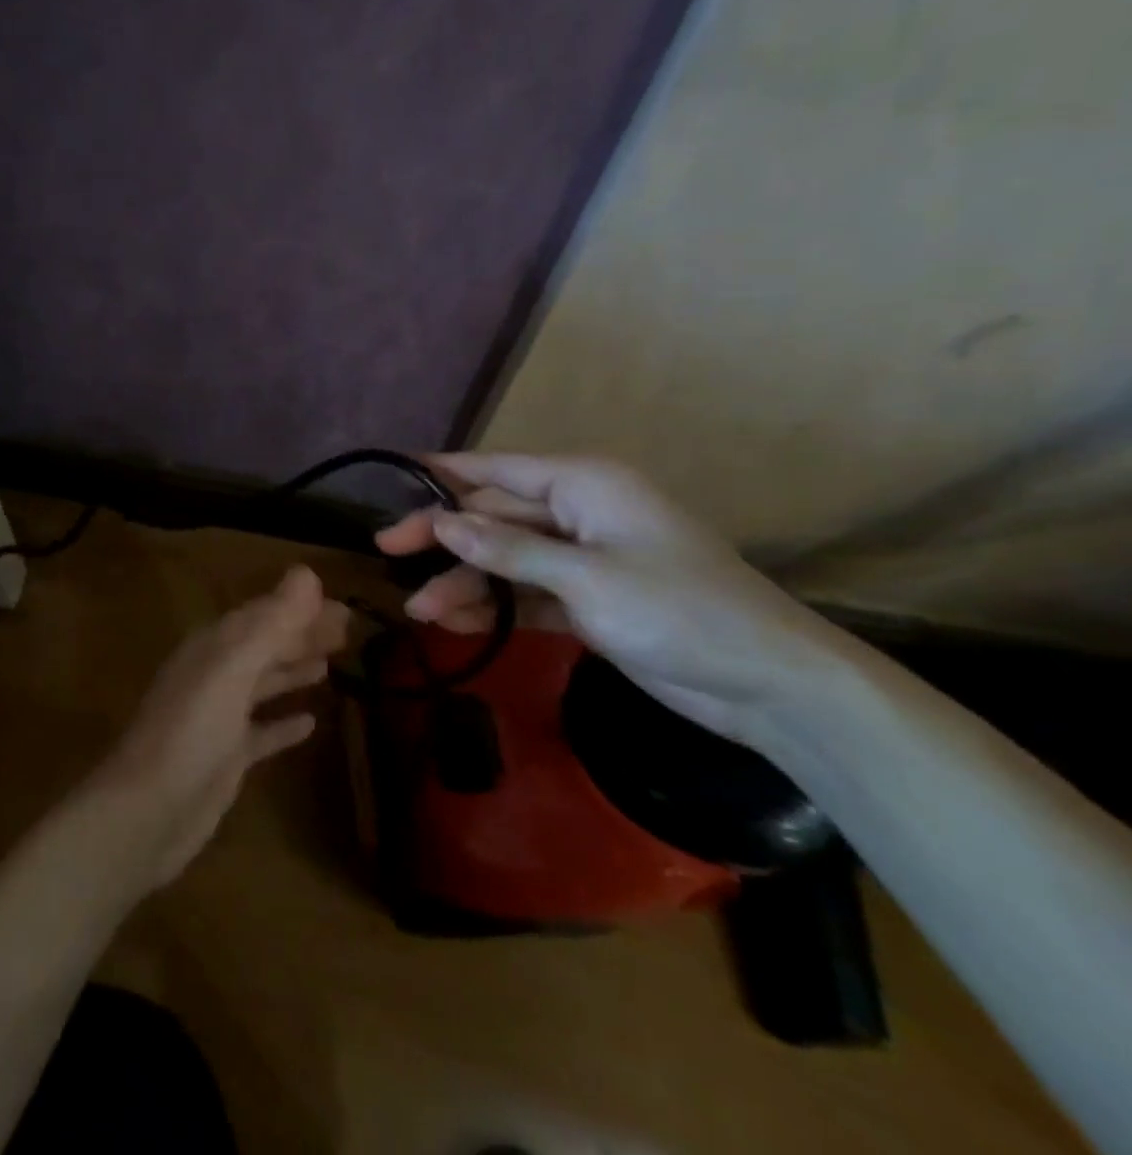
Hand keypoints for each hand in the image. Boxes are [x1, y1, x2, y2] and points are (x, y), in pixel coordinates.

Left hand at [90, 566, 348, 888]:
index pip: (263, 615)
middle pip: (265, 645)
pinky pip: (261, 731)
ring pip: (263, 683)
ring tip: (332, 662)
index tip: (342, 606)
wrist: (147, 813)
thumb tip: (307, 573)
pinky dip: (284, 723)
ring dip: (294, 669)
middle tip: (349, 630)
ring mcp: (219, 718)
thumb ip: (270, 623)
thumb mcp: (232, 669)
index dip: (300, 608)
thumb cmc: (190, 733)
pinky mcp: (226, 758)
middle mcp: (215, 675)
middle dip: (302, 635)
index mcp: (213, 648)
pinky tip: (311, 723)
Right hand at [376, 454, 850, 742]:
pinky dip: (493, 607)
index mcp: (583, 486)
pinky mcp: (586, 600)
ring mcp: (581, 559)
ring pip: (503, 560)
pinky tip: (455, 624)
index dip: (444, 472)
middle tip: (386, 552)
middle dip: (443, 539)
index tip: (395, 472)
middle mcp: (576, 514)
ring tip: (418, 611)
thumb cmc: (681, 611)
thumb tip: (442, 522)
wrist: (770, 686)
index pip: (497, 470)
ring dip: (464, 583)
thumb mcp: (587, 577)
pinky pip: (524, 594)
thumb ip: (509, 549)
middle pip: (492, 517)